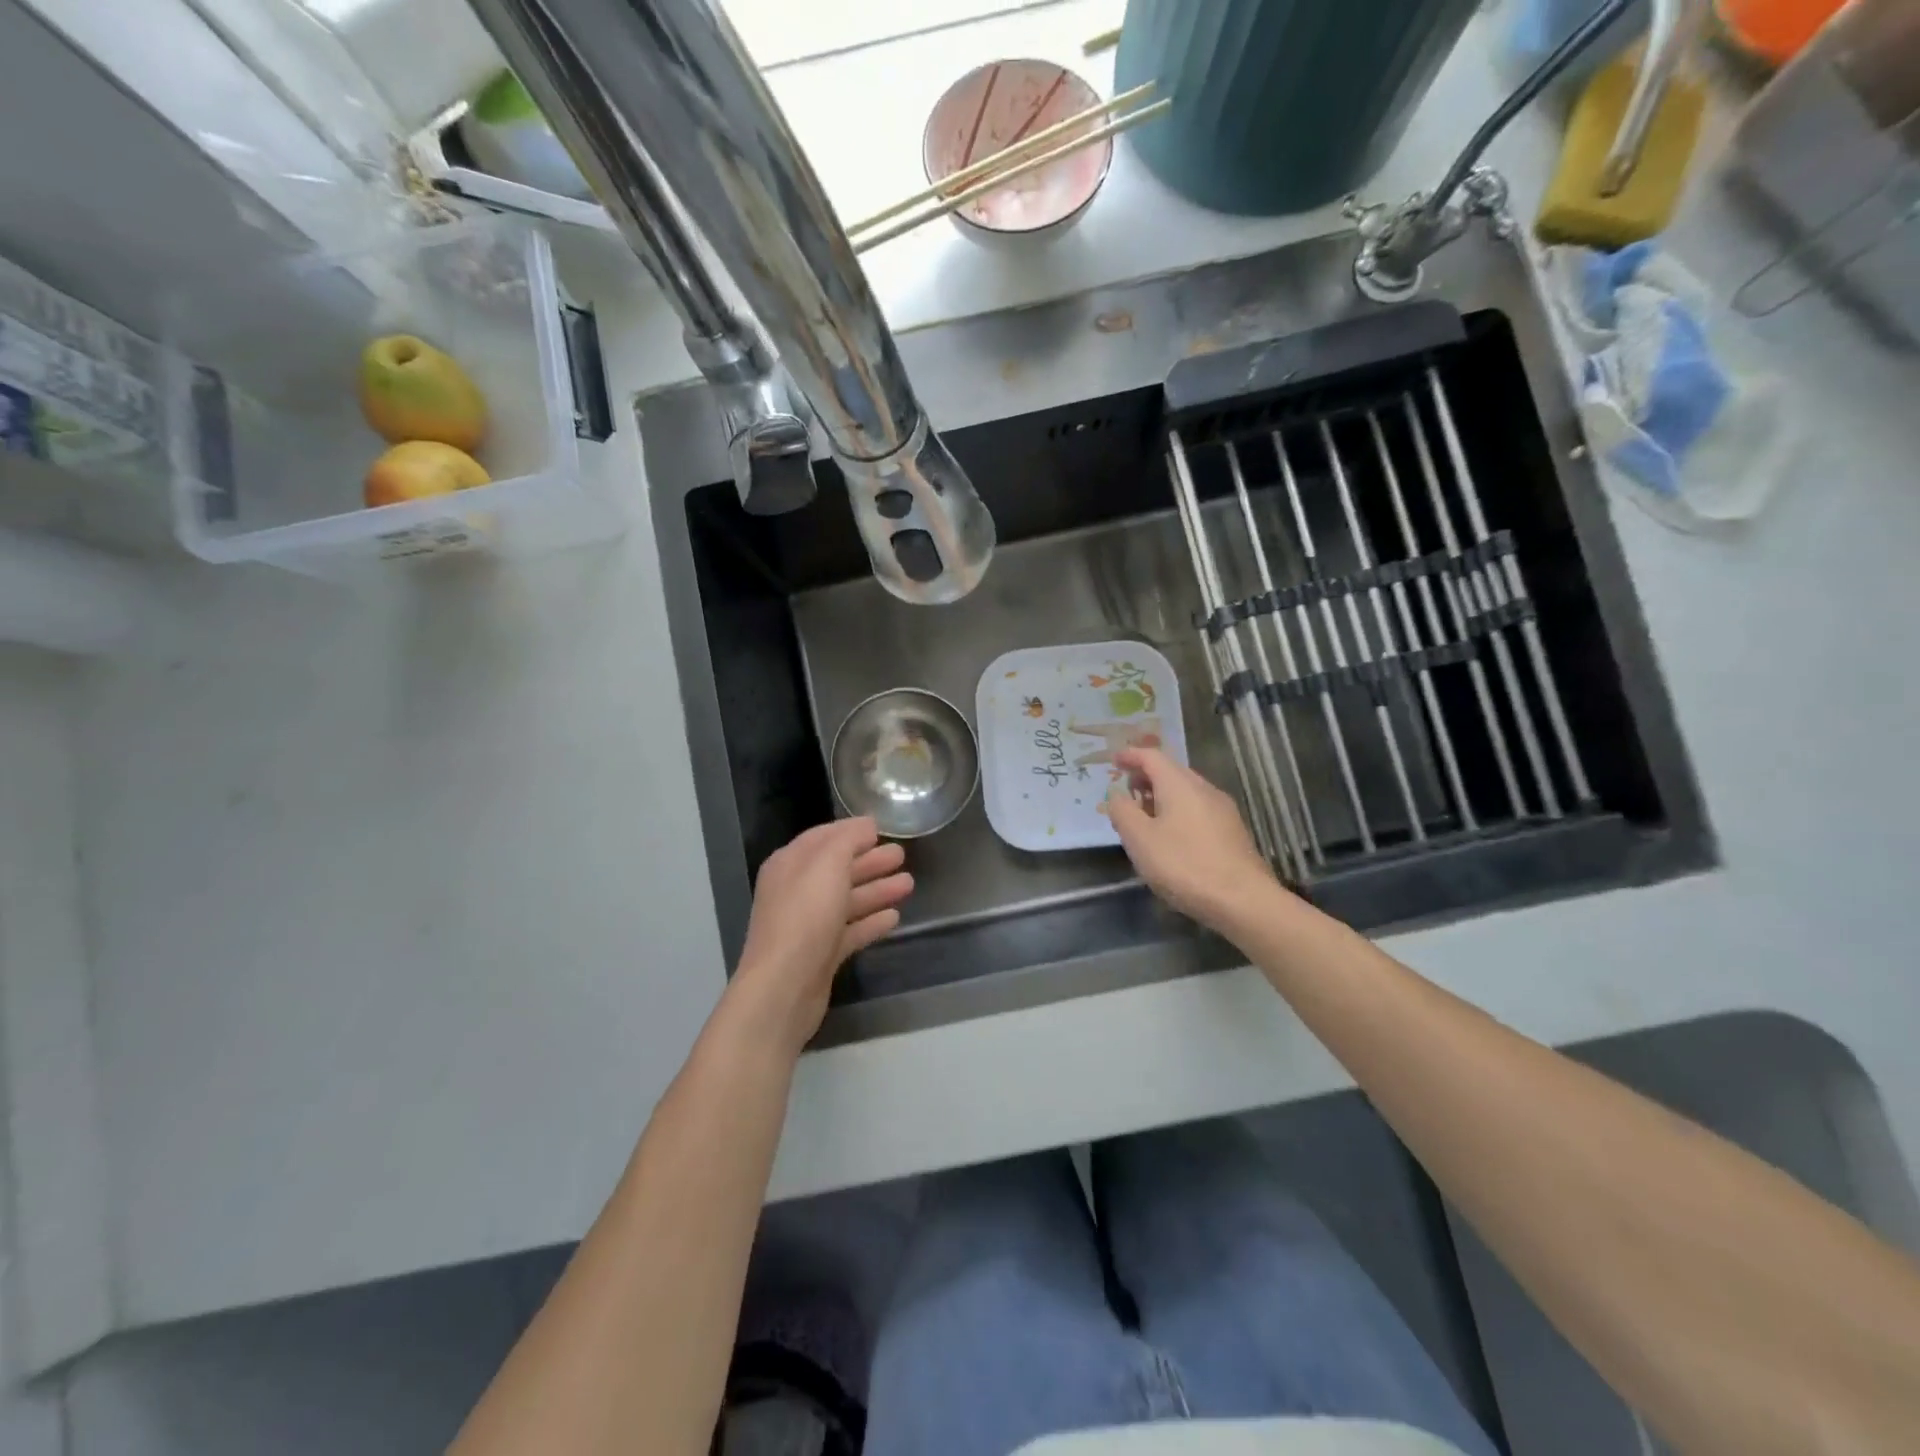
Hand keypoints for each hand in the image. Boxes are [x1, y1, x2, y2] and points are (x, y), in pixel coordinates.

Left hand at [726, 817, 912, 1054]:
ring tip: (909, 884)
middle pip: (838, 869)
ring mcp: (809, 925)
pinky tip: (894, 917)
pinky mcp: (821, 954)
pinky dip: (871, 921)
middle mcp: (796, 891)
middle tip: (902, 854)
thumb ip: (848, 840)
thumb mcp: (827, 865)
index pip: (823, 838)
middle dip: (869, 860)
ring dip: (877, 889)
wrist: (784, 988)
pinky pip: (850, 930)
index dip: (851, 831)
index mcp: (790, 864)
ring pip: (847, 900)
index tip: (881, 827)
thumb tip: (866, 825)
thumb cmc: (804, 916)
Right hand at [1105, 747, 1280, 934]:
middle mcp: (1204, 789)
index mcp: (1179, 784)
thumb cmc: (1184, 865)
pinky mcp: (1232, 831)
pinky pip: (1198, 808)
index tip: (1113, 760)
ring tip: (1144, 815)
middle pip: (1171, 771)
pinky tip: (1171, 835)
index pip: (1151, 757)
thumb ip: (1123, 812)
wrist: (1243, 900)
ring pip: (1186, 791)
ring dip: (1161, 795)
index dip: (1130, 756)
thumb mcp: (1140, 840)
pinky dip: (1177, 810)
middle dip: (1145, 776)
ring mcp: (1222, 809)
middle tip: (1125, 791)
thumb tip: (1116, 794)